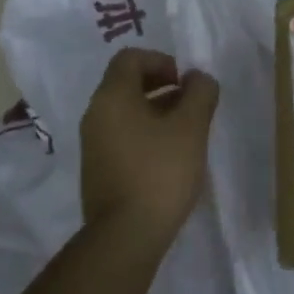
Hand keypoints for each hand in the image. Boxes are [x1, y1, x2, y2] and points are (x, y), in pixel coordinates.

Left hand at [79, 48, 219, 239]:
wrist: (126, 234)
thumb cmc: (160, 172)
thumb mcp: (191, 127)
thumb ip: (200, 93)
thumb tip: (198, 78)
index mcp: (112, 97)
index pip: (130, 58)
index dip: (161, 61)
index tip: (186, 82)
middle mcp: (95, 114)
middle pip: (126, 83)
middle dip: (161, 86)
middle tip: (191, 104)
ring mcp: (93, 144)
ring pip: (125, 111)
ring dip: (156, 111)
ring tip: (186, 132)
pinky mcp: (98, 168)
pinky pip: (122, 135)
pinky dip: (145, 133)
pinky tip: (169, 156)